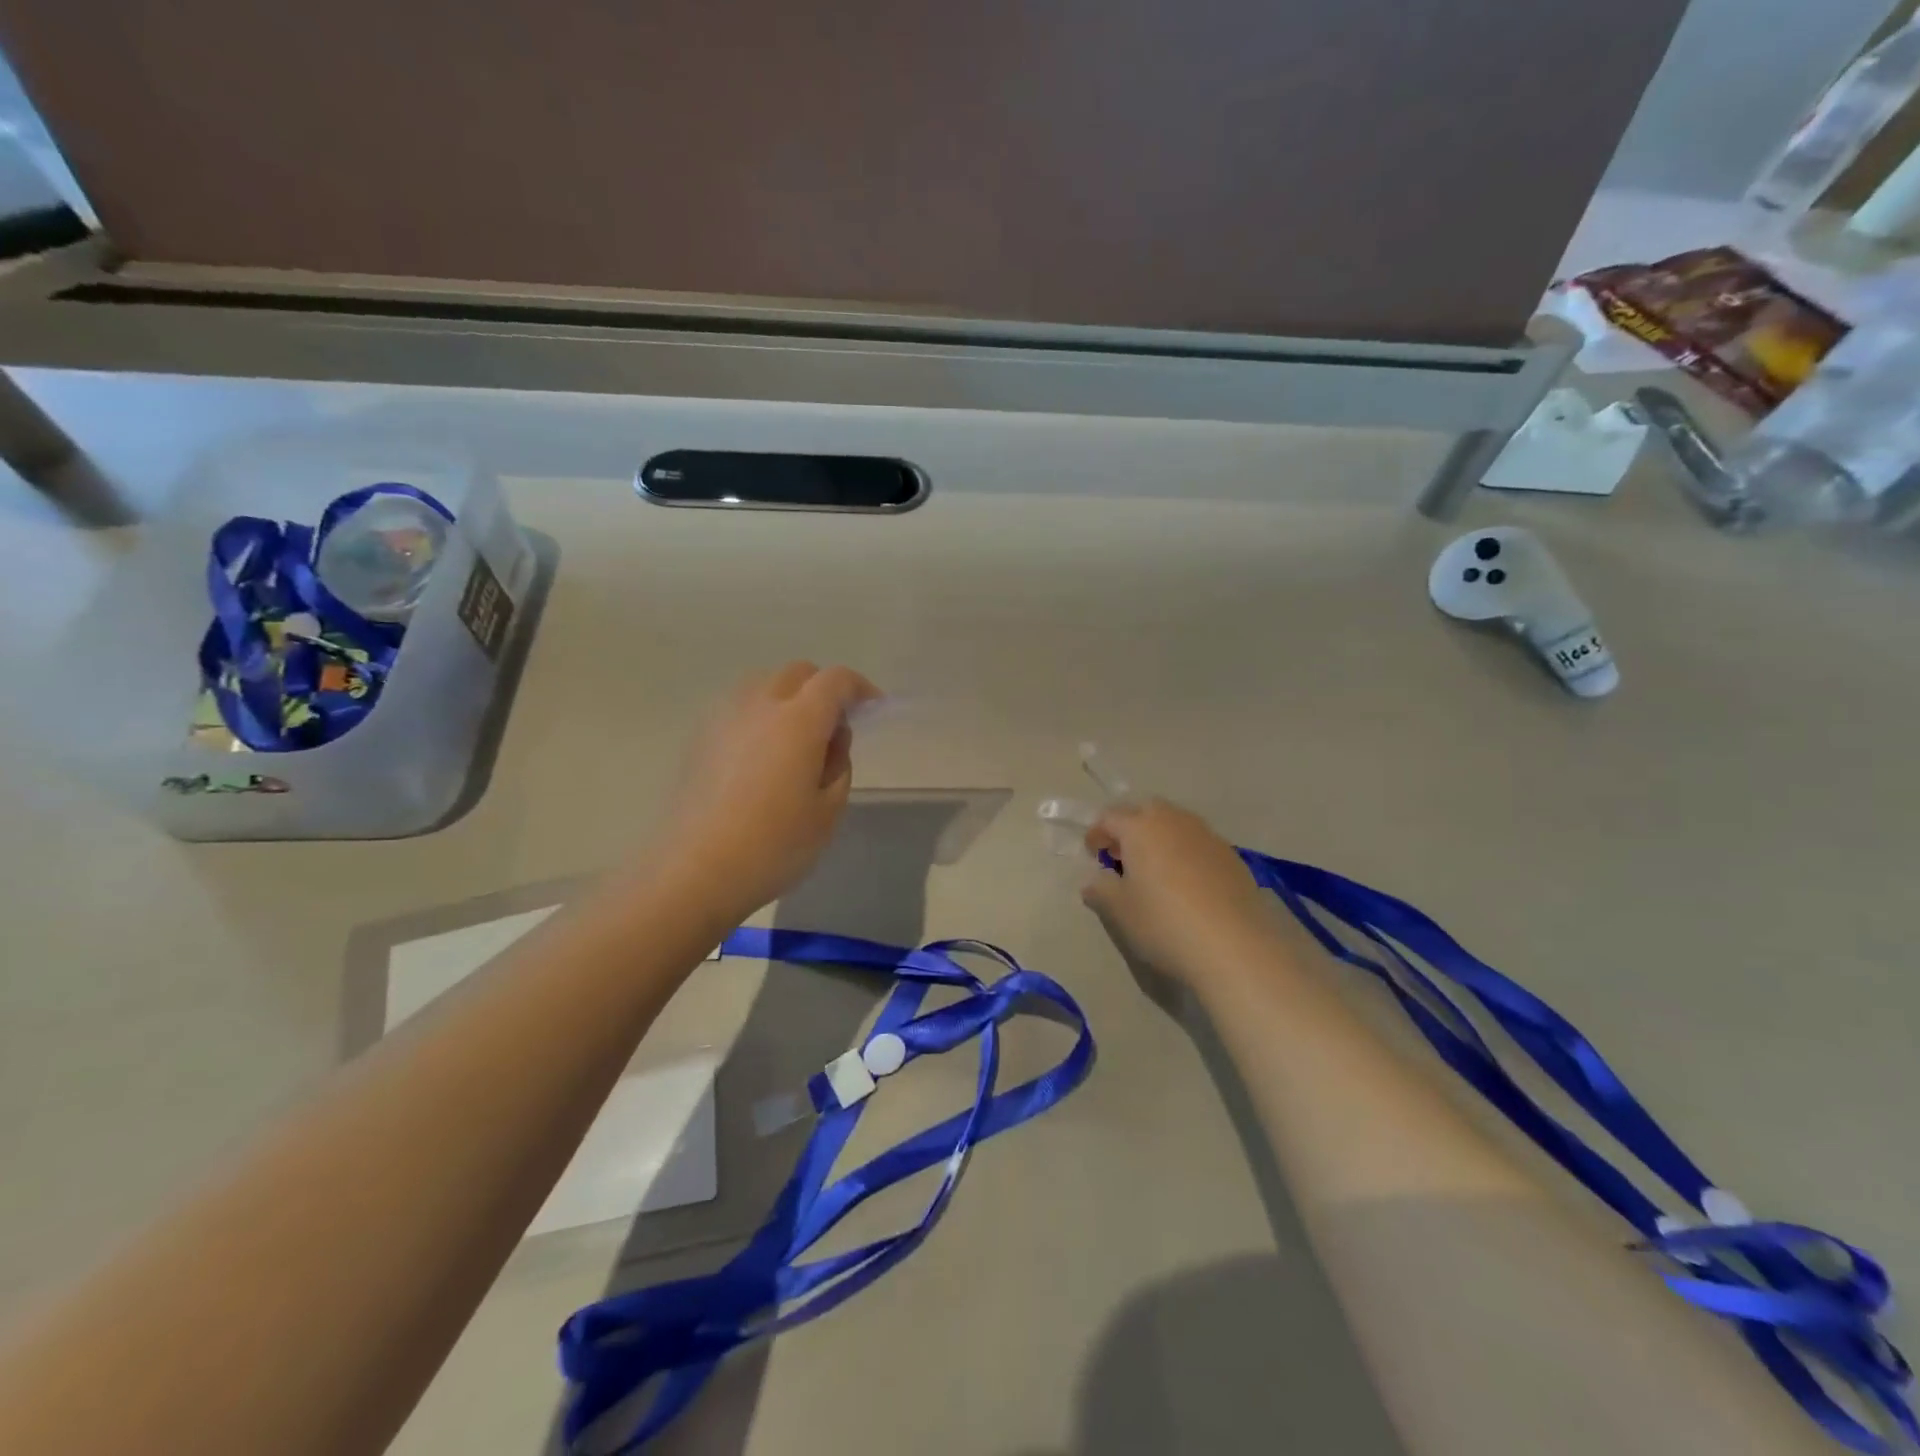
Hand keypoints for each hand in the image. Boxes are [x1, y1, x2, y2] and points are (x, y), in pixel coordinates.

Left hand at [655, 662, 878, 924]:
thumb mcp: (828, 810)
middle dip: (823, 689)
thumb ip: (839, 764)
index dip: (859, 688)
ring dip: (788, 698)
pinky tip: (760, 754)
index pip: (836, 680)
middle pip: (798, 673)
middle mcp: (760, 704)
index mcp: (799, 720)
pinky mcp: (699, 736)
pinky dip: (759, 715)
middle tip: (835, 727)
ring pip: (764, 684)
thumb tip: (831, 738)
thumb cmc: (774, 845)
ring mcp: (724, 717)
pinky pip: (738, 707)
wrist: (694, 870)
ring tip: (796, 738)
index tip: (872, 709)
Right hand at [1082, 799, 1283, 985]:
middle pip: (1146, 810)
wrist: (1236, 946)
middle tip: (1123, 857)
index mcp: (1140, 828)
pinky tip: (1187, 884)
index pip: (1109, 817)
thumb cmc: (1165, 923)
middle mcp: (1174, 821)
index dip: (1096, 834)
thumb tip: (1094, 880)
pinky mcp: (1232, 855)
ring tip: (1155, 870)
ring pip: (1175, 823)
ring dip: (1159, 837)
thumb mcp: (1120, 911)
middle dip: (1130, 827)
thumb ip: (1100, 889)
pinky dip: (1185, 852)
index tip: (1093, 856)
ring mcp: (1207, 835)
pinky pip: (1198, 842)